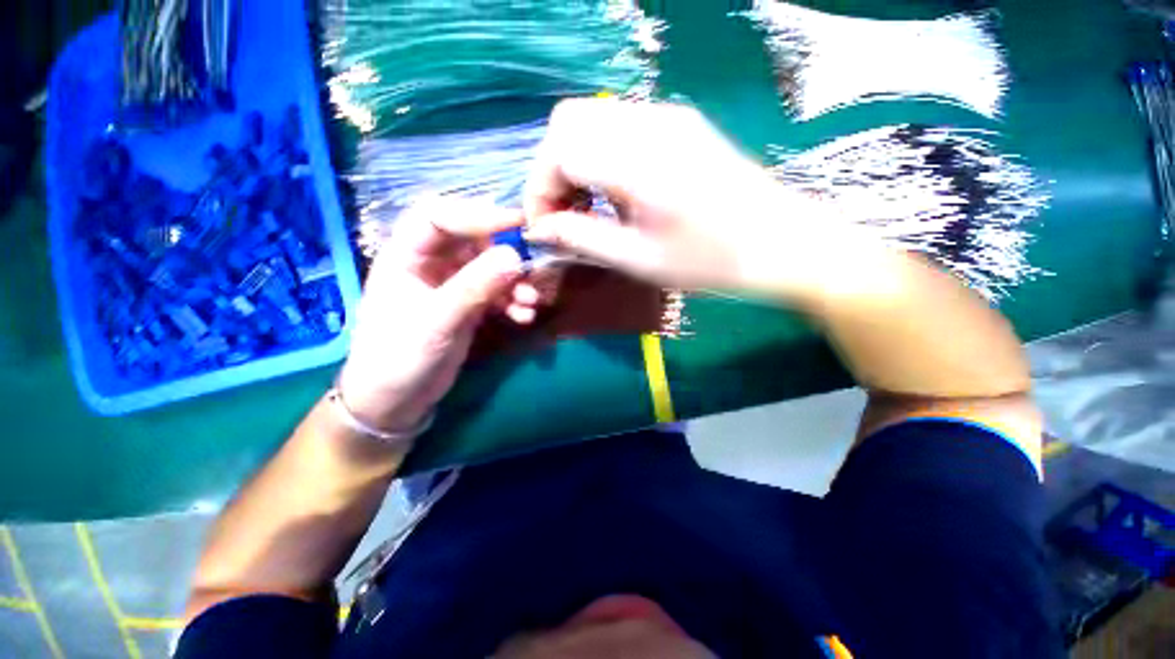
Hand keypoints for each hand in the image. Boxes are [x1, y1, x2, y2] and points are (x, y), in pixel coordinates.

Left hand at [337, 196, 536, 435]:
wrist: (396, 400)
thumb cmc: (400, 358)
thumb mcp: (436, 322)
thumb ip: (474, 288)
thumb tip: (515, 257)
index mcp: (406, 256)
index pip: (439, 217)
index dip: (477, 214)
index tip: (517, 223)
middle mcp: (431, 263)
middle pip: (472, 239)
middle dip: (504, 251)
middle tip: (532, 264)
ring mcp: (452, 284)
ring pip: (490, 267)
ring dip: (514, 282)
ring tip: (531, 301)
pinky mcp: (468, 304)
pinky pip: (497, 292)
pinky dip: (513, 301)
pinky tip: (524, 316)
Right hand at [523, 98, 811, 292]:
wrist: (782, 243)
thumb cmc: (711, 262)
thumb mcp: (638, 260)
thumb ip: (581, 239)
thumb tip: (540, 229)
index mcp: (639, 160)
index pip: (559, 149)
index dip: (539, 189)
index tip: (543, 227)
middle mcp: (649, 122)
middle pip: (568, 123)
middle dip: (552, 172)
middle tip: (562, 216)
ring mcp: (667, 117)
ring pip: (591, 122)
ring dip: (574, 164)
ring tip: (586, 209)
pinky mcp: (679, 125)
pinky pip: (618, 128)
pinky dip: (599, 158)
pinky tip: (615, 194)